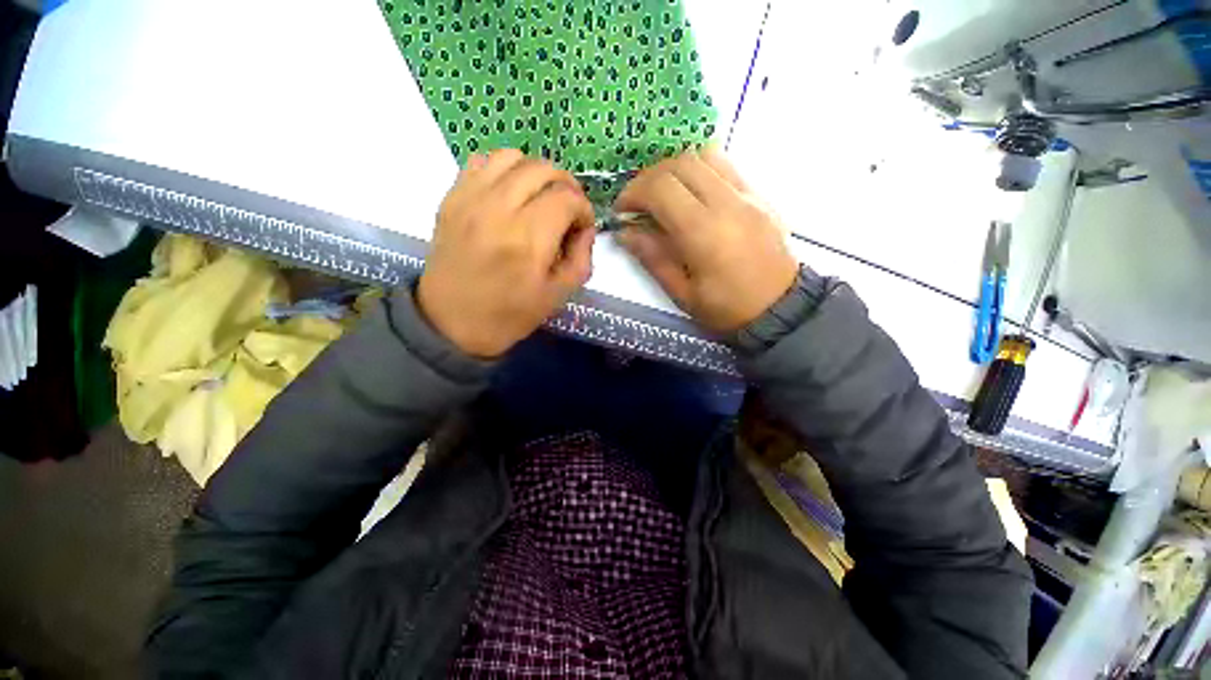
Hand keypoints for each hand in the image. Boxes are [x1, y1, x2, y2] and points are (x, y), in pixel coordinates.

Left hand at [417, 150, 595, 357]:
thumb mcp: (558, 295)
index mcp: (528, 239)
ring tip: (540, 197)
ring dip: (536, 172)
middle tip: (567, 209)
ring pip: (512, 157)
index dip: (584, 209)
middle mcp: (499, 209)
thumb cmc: (509, 315)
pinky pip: (482, 161)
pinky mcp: (452, 198)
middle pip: (543, 169)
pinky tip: (509, 193)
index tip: (582, 227)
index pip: (567, 198)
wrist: (450, 322)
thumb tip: (585, 229)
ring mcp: (470, 199)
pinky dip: (504, 170)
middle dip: (566, 185)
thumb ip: (581, 258)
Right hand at [614, 147, 798, 333]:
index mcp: (705, 233)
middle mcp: (727, 203)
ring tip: (663, 194)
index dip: (633, 193)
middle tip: (638, 202)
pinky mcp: (759, 194)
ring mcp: (748, 194)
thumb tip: (625, 232)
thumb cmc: (727, 309)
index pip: (661, 189)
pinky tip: (691, 193)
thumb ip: (653, 258)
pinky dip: (699, 169)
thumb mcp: (683, 293)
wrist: (781, 309)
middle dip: (649, 178)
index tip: (621, 211)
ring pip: (704, 155)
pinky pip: (725, 165)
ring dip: (674, 169)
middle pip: (680, 163)